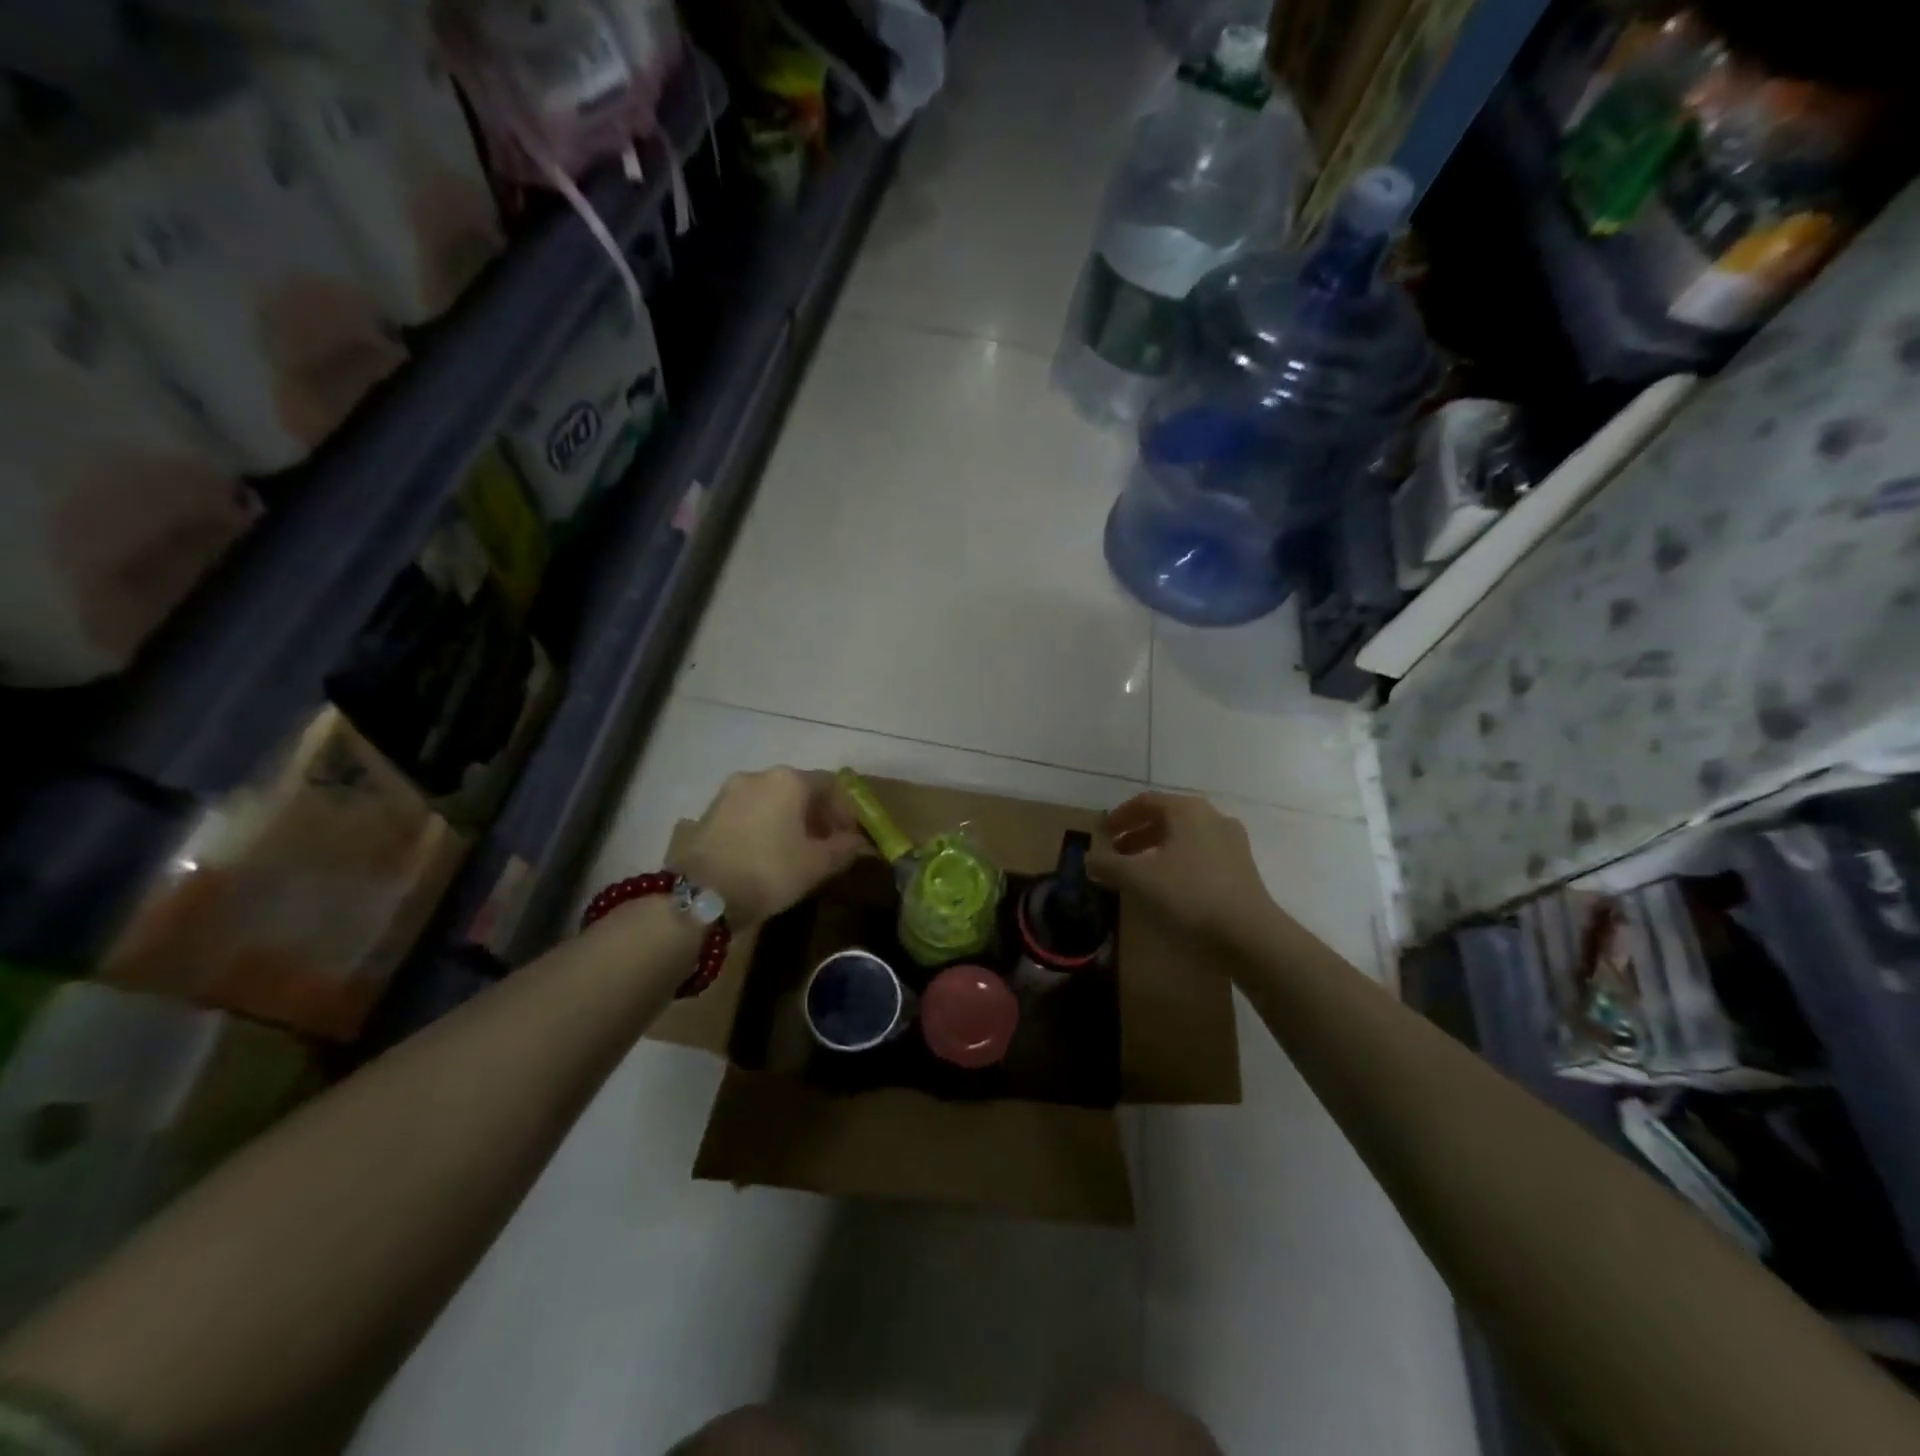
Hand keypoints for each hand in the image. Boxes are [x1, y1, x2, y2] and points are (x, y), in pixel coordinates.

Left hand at [672, 768, 865, 928]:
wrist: (700, 894)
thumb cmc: (768, 871)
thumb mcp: (816, 865)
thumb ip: (843, 849)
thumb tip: (858, 842)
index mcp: (789, 780)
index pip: (830, 784)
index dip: (846, 810)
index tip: (850, 838)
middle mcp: (759, 776)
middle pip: (800, 789)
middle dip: (817, 815)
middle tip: (826, 845)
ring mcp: (729, 792)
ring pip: (772, 800)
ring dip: (790, 820)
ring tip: (797, 852)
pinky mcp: (709, 812)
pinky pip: (749, 812)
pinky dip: (765, 826)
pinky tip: (767, 854)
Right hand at [1088, 791, 1277, 943]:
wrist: (1249, 933)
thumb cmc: (1189, 895)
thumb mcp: (1138, 879)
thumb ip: (1109, 865)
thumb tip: (1089, 859)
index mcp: (1187, 810)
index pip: (1146, 801)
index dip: (1119, 816)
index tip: (1102, 833)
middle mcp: (1212, 817)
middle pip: (1166, 817)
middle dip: (1137, 834)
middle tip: (1116, 853)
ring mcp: (1231, 841)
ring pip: (1184, 836)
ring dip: (1156, 848)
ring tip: (1138, 871)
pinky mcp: (1241, 866)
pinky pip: (1200, 853)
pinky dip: (1177, 861)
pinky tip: (1168, 885)